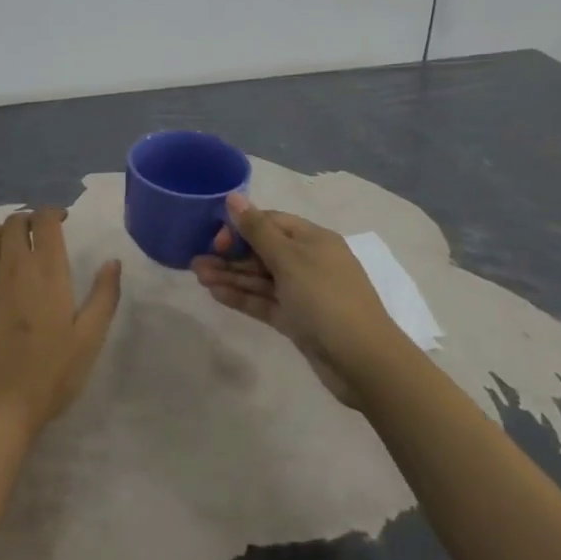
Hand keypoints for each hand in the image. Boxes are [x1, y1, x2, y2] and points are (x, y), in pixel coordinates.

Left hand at [0, 208, 121, 435]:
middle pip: (14, 221)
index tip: (62, 220)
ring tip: (15, 248)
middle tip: (40, 233)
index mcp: (46, 269)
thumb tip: (113, 262)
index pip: (45, 220)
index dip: (53, 212)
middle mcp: (13, 265)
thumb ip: (104, 296)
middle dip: (28, 219)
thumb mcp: (89, 338)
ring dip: (3, 234)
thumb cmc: (49, 372)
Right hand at [191, 193, 395, 407]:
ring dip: (231, 276)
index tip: (217, 240)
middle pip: (262, 251)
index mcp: (313, 239)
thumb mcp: (289, 259)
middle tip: (196, 262)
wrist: (364, 363)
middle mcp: (309, 262)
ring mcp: (303, 293)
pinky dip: (243, 296)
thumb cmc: (326, 299)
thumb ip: (258, 230)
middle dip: (230, 255)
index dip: (241, 228)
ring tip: (198, 276)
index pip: (271, 223)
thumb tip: (234, 196)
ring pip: (261, 278)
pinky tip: (216, 294)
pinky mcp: (298, 321)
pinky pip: (265, 302)